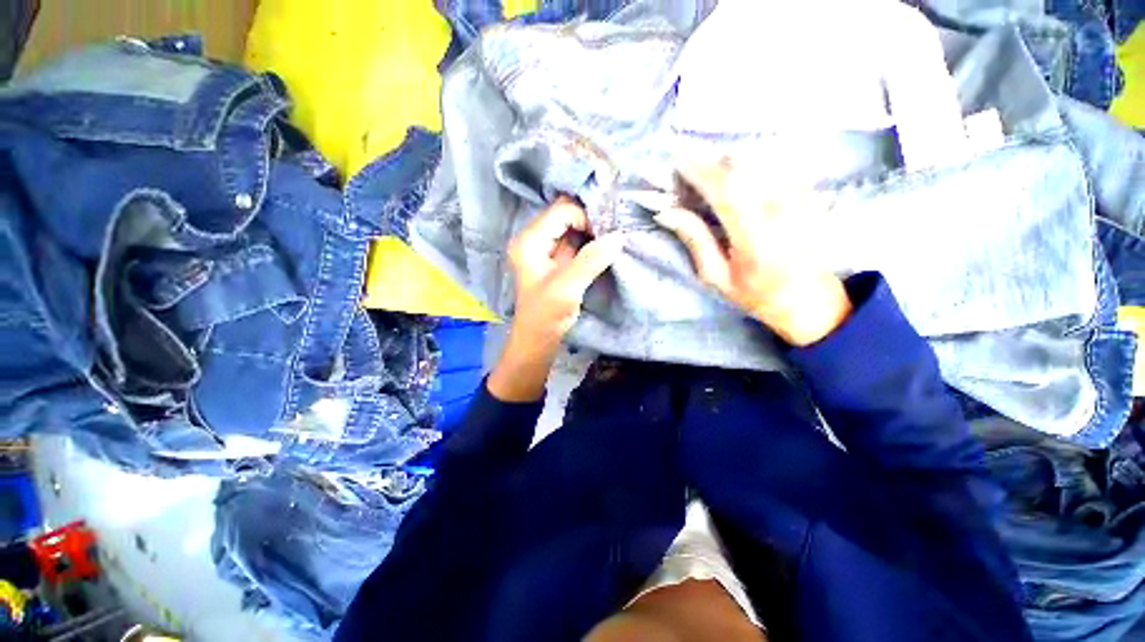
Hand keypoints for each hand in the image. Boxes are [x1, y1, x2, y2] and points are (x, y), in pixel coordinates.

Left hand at [488, 197, 625, 401]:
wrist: (538, 338)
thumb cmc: (546, 315)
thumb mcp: (567, 287)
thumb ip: (591, 260)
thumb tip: (619, 236)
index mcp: (530, 240)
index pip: (561, 212)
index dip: (586, 217)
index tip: (607, 233)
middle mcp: (535, 238)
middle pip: (566, 214)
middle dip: (590, 219)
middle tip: (613, 229)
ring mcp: (546, 249)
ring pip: (572, 226)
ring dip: (592, 230)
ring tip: (613, 236)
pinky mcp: (557, 259)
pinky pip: (576, 241)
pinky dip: (591, 241)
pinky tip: (605, 246)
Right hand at [655, 160, 851, 346]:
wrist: (809, 298)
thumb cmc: (755, 293)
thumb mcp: (716, 276)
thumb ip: (695, 241)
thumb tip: (667, 212)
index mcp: (755, 237)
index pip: (725, 189)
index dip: (699, 171)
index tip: (677, 162)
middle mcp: (781, 210)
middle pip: (743, 165)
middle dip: (710, 159)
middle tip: (688, 163)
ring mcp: (800, 197)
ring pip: (760, 159)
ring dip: (729, 158)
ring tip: (709, 168)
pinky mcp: (809, 192)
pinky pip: (775, 163)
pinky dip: (751, 162)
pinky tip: (737, 172)